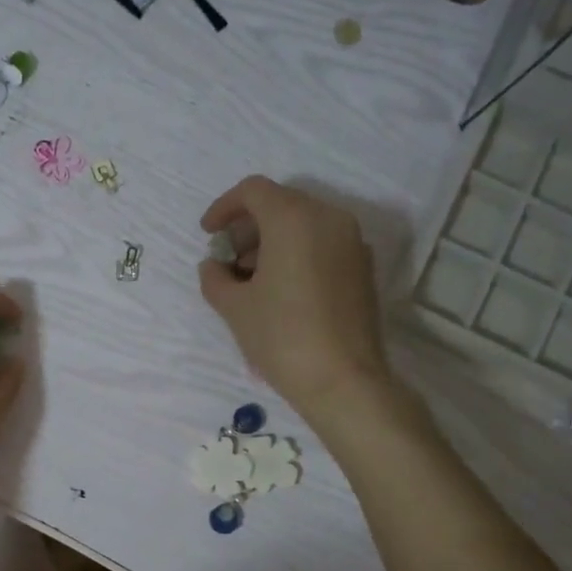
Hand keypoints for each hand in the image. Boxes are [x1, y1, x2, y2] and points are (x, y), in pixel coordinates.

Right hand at [197, 176, 391, 414]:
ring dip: (272, 242)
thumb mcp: (233, 307)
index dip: (224, 207)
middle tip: (228, 260)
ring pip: (304, 224)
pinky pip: (322, 244)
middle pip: (280, 204)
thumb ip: (215, 277)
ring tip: (251, 280)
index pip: (253, 191)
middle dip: (248, 227)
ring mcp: (352, 243)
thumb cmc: (281, 336)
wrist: (343, 380)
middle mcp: (329, 219)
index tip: (208, 233)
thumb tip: (214, 266)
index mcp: (294, 219)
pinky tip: (281, 290)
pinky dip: (297, 253)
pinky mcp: (363, 268)